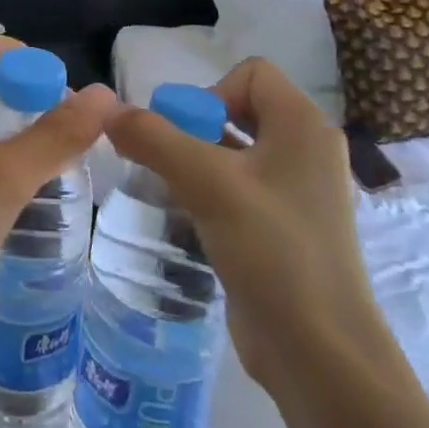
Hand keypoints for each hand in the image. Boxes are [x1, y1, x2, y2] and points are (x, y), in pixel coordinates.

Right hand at [106, 58, 403, 404]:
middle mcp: (307, 151)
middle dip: (194, 128)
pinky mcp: (285, 229)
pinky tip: (187, 217)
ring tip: (168, 189)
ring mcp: (299, 193)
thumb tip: (108, 110)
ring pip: (235, 151)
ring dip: (196, 161)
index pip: (250, 73)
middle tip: (169, 163)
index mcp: (304, 126)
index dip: (211, 93)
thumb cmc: (273, 251)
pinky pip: (240, 188)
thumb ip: (153, 138)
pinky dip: (209, 192)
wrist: (320, 354)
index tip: (187, 136)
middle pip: (238, 109)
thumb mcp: (206, 184)